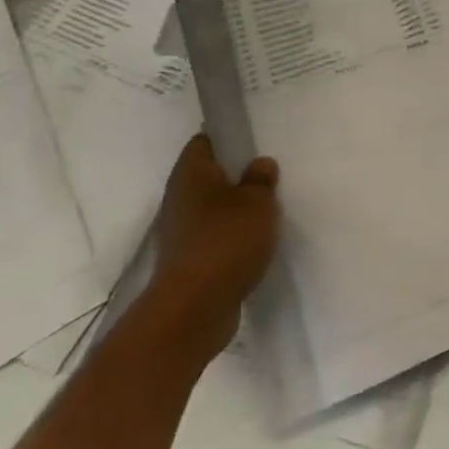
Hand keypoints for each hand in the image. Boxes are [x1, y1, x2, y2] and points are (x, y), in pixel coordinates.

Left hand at [147, 134, 279, 364]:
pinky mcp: (188, 262)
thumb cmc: (225, 242)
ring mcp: (181, 233)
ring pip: (213, 208)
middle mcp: (179, 199)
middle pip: (208, 176)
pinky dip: (232, 236)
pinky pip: (214, 236)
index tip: (254, 140)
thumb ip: (261, 180)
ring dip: (236, 208)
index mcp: (191, 174)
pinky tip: (256, 242)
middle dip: (236, 174)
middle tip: (269, 174)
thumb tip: (259, 165)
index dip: (227, 137)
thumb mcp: (258, 202)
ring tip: (268, 209)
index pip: (204, 141)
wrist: (193, 311)